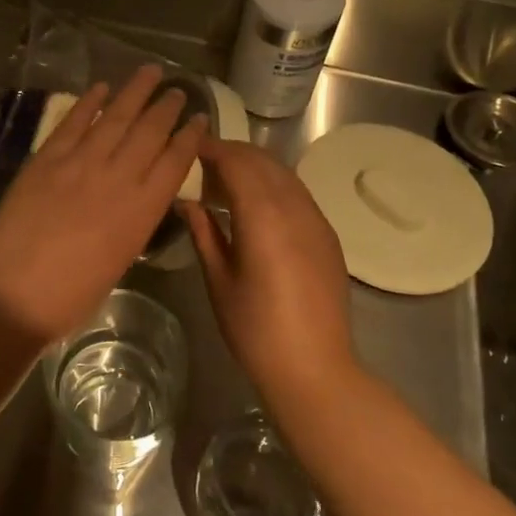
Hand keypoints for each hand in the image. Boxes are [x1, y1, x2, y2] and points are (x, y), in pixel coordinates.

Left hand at [0, 64, 206, 342]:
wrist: (14, 292)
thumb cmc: (72, 294)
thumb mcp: (121, 259)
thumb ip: (134, 221)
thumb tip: (137, 196)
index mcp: (142, 210)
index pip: (175, 162)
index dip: (190, 137)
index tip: (199, 119)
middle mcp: (119, 177)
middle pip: (150, 132)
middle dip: (167, 107)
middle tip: (178, 90)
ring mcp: (81, 162)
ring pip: (116, 117)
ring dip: (135, 91)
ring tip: (151, 71)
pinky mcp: (47, 157)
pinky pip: (73, 122)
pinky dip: (89, 102)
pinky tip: (102, 87)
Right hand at [180, 138, 355, 407]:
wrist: (315, 368)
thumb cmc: (255, 329)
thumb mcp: (220, 280)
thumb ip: (204, 232)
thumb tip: (187, 201)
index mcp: (263, 216)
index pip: (237, 162)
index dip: (213, 149)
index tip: (190, 147)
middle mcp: (294, 208)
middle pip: (263, 161)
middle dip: (233, 154)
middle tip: (203, 164)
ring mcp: (316, 220)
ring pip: (284, 174)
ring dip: (255, 167)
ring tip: (226, 183)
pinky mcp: (328, 235)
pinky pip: (298, 194)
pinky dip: (274, 186)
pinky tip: (257, 206)